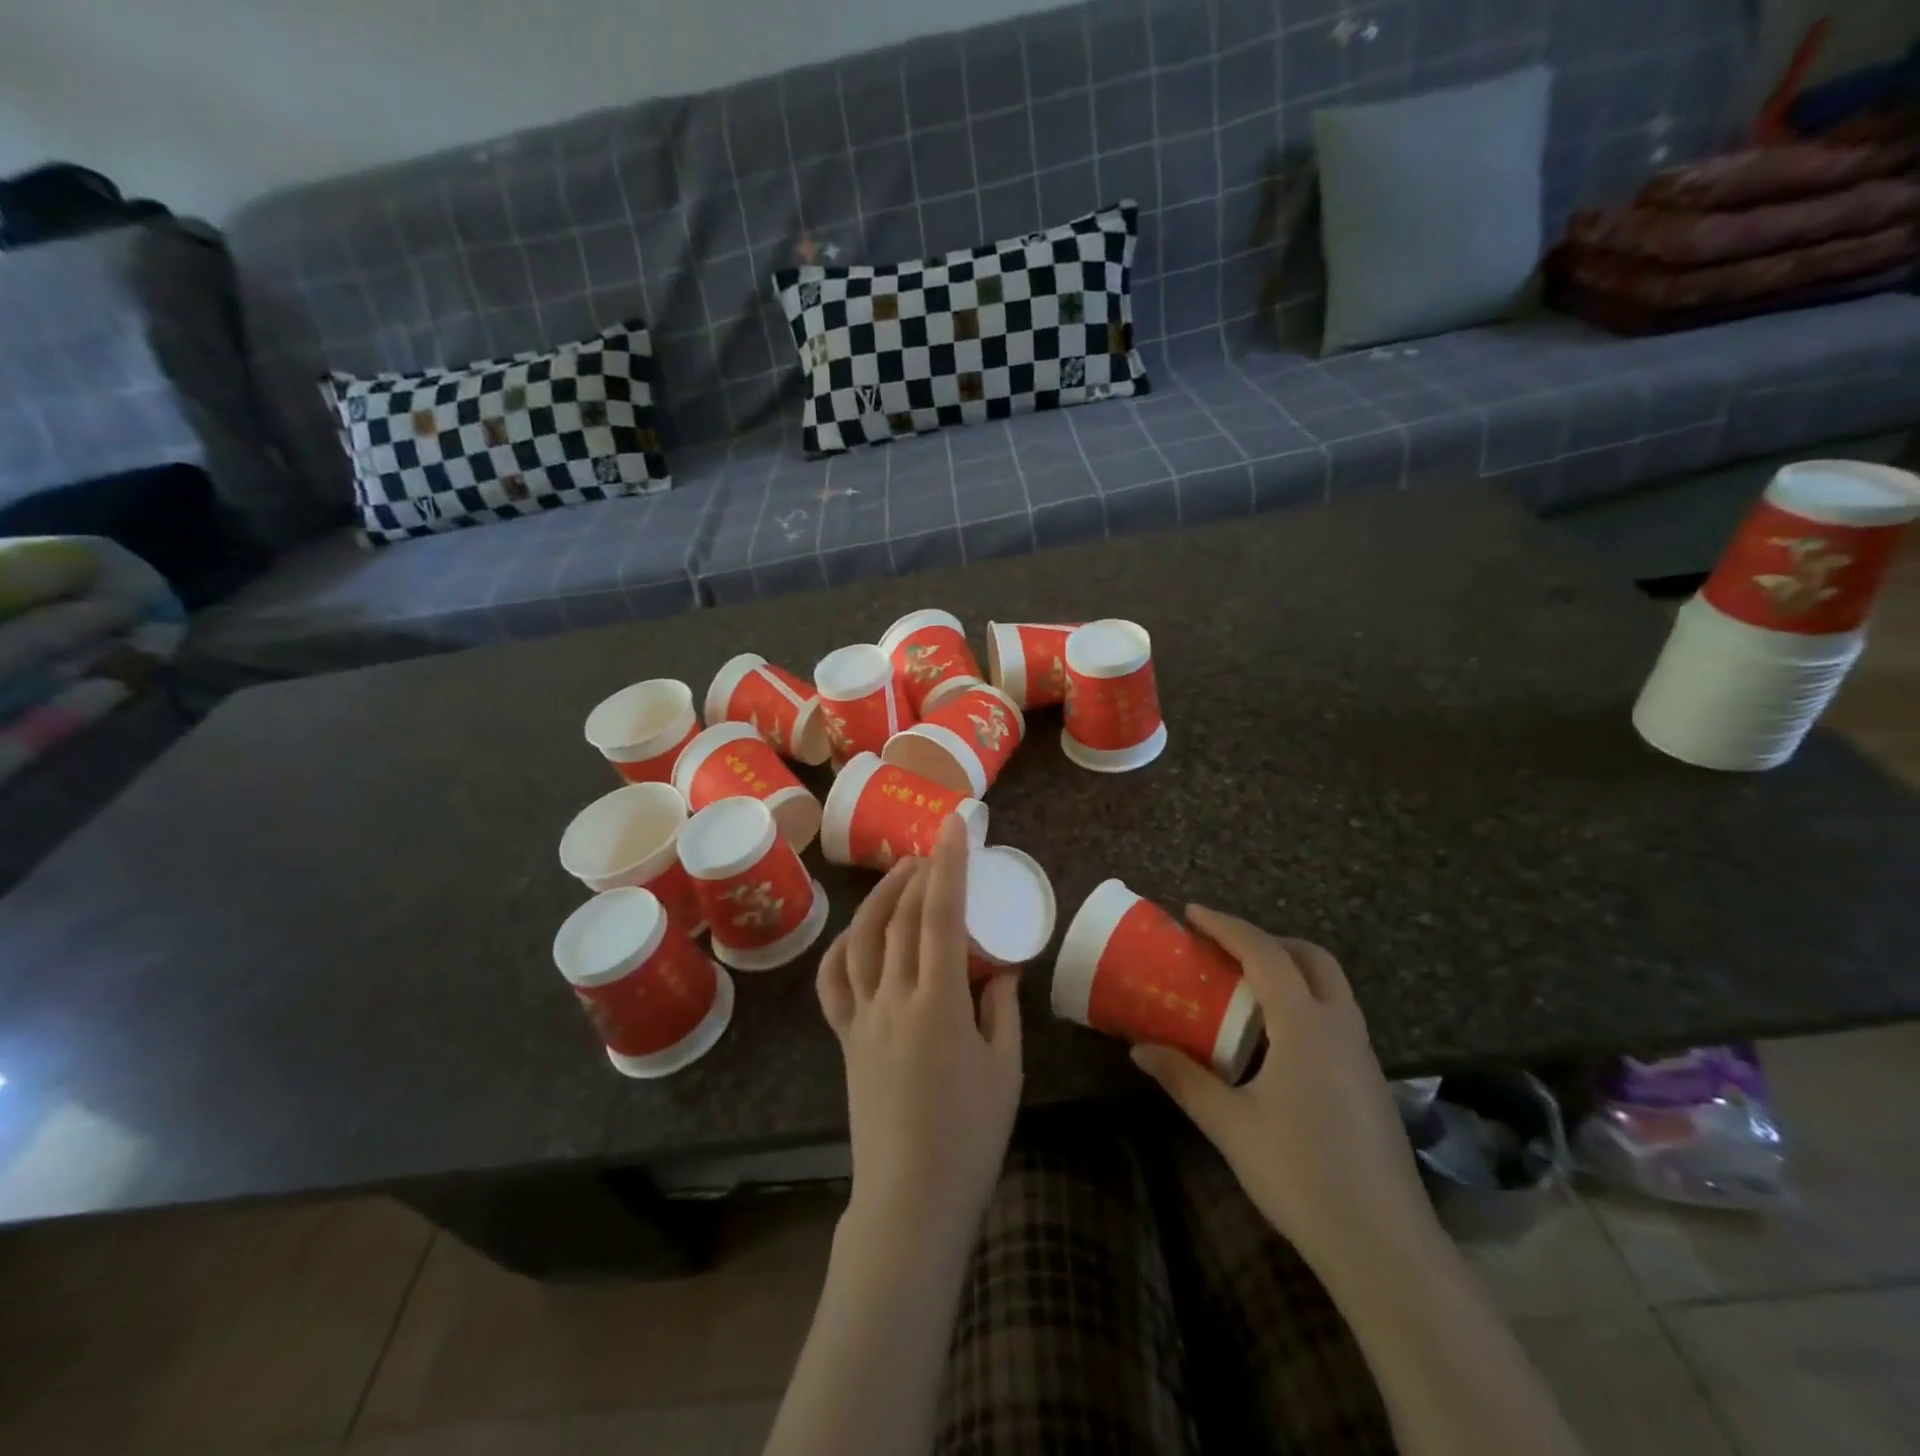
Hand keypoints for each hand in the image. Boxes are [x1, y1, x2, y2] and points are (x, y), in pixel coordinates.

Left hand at [816, 815, 1022, 1257]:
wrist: (910, 1198)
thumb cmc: (970, 1136)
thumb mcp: (1006, 1068)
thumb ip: (1002, 1008)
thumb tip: (999, 967)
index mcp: (937, 1005)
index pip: (939, 916)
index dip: (947, 865)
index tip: (953, 827)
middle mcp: (892, 1000)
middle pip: (899, 918)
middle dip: (917, 873)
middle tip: (935, 848)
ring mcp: (861, 1018)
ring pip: (861, 939)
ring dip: (880, 897)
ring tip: (901, 874)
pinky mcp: (844, 1038)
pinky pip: (833, 982)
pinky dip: (844, 946)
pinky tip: (859, 932)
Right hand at [1131, 907, 1434, 1279]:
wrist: (1385, 1247)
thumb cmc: (1301, 1175)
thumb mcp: (1230, 1125)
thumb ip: (1184, 1079)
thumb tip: (1139, 1048)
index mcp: (1305, 1026)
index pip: (1265, 954)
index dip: (1227, 926)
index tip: (1191, 913)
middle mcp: (1341, 1027)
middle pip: (1311, 958)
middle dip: (1267, 940)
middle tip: (1225, 949)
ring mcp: (1363, 1055)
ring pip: (1331, 986)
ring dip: (1290, 969)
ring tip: (1245, 987)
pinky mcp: (1371, 1081)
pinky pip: (1337, 1015)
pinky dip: (1304, 1001)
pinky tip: (1276, 1039)